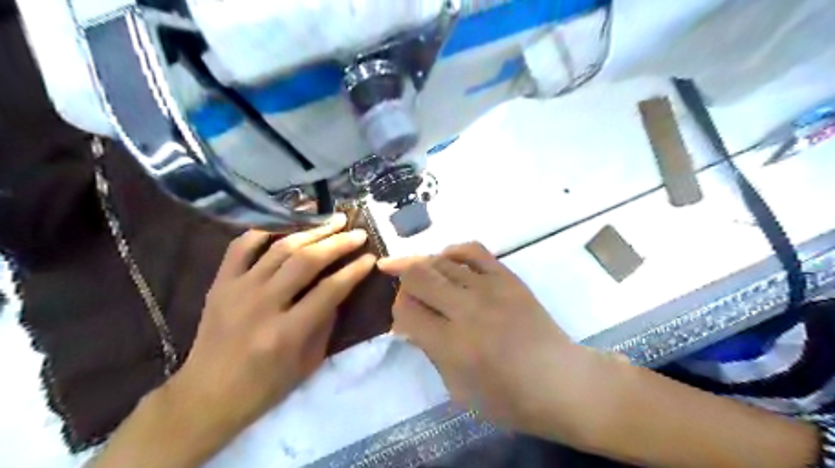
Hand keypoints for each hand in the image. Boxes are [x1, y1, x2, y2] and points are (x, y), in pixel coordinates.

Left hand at [171, 215, 378, 439]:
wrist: (205, 396)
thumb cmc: (264, 386)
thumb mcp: (308, 362)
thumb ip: (326, 322)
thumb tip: (340, 286)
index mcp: (287, 333)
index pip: (330, 290)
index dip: (354, 271)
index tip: (370, 258)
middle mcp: (262, 305)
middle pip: (307, 261)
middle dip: (338, 243)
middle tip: (358, 233)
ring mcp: (237, 290)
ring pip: (280, 248)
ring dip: (311, 231)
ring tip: (332, 221)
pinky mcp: (220, 284)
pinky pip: (241, 246)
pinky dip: (265, 231)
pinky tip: (287, 223)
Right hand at [379, 243, 593, 439]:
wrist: (561, 381)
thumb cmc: (508, 398)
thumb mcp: (458, 389)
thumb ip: (430, 351)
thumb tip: (411, 323)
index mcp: (452, 344)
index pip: (405, 310)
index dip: (397, 312)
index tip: (404, 320)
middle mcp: (467, 309)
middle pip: (417, 274)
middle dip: (402, 281)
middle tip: (407, 293)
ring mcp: (489, 288)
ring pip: (440, 260)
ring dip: (424, 268)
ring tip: (422, 278)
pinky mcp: (507, 277)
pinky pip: (472, 250)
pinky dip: (452, 252)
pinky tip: (446, 261)